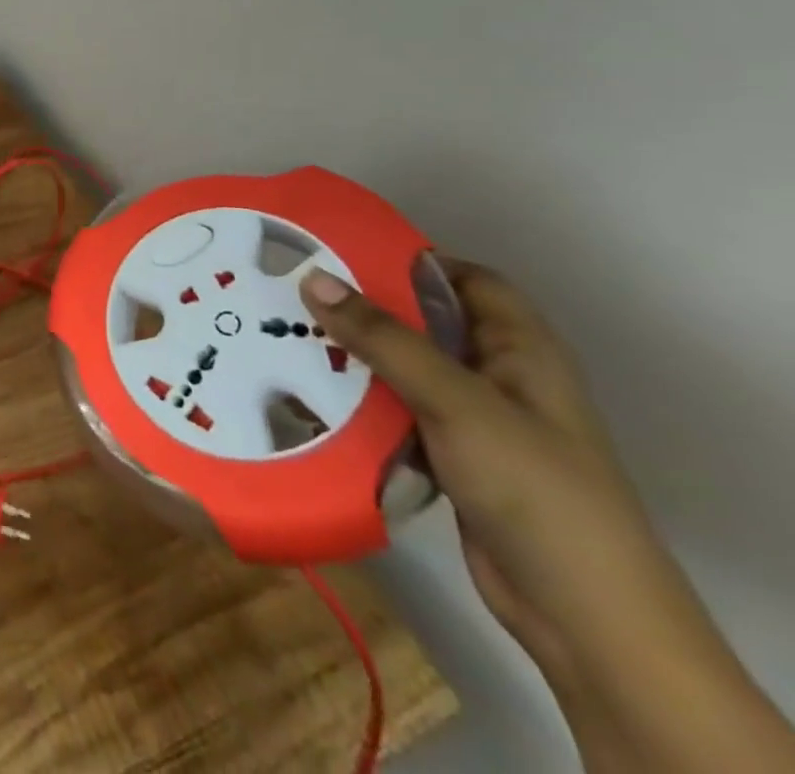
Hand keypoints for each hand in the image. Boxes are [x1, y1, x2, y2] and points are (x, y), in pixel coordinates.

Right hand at [302, 260, 652, 679]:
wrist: (581, 614)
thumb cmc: (533, 486)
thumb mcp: (455, 402)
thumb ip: (384, 339)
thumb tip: (313, 277)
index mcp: (519, 349)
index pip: (467, 280)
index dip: (411, 259)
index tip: (341, 249)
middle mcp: (497, 376)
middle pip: (424, 322)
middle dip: (364, 307)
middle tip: (293, 289)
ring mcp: (473, 419)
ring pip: (402, 368)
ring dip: (352, 355)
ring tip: (284, 333)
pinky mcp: (448, 455)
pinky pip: (393, 411)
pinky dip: (357, 400)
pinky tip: (307, 393)